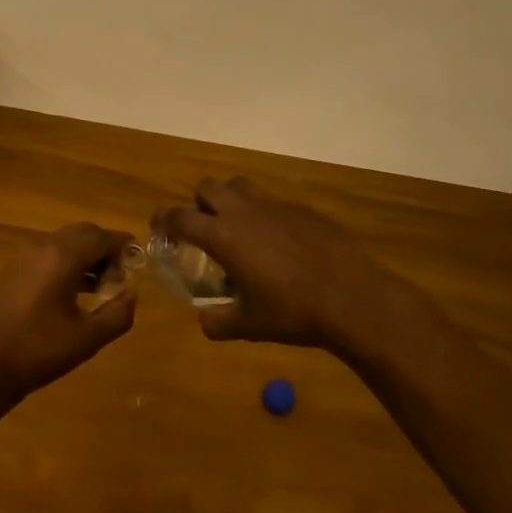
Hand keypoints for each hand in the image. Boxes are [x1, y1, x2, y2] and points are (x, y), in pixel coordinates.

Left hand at [0, 223, 137, 406]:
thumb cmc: (38, 351)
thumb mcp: (87, 339)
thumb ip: (118, 314)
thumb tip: (132, 293)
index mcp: (62, 256)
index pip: (102, 236)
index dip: (124, 245)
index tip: (139, 259)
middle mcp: (43, 246)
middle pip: (83, 233)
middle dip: (105, 248)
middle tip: (120, 275)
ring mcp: (24, 256)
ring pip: (64, 242)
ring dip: (86, 255)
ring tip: (101, 286)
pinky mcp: (13, 269)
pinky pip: (48, 254)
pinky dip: (67, 262)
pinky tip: (74, 291)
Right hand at [155, 179, 411, 352]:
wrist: (352, 297)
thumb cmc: (292, 312)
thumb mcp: (248, 326)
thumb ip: (217, 322)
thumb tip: (204, 320)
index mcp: (222, 235)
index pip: (179, 215)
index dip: (163, 220)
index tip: (159, 230)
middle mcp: (243, 211)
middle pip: (207, 187)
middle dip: (198, 203)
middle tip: (203, 230)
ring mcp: (274, 205)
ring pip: (238, 186)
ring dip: (229, 200)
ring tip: (237, 229)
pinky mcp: (300, 208)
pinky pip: (271, 201)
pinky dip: (263, 214)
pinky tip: (278, 243)